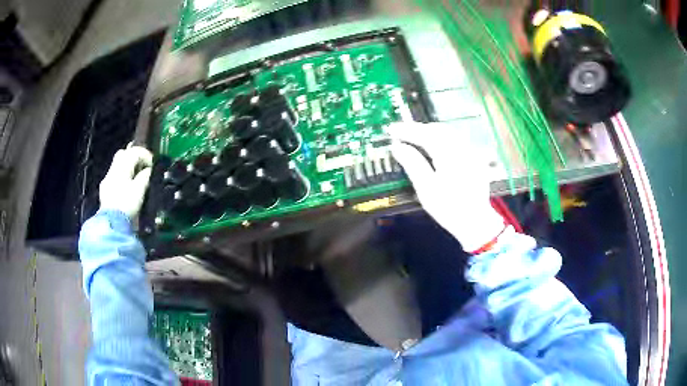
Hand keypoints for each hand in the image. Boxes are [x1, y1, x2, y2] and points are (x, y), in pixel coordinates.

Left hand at [99, 146, 152, 219]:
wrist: (112, 224)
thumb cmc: (127, 206)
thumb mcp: (140, 191)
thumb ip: (144, 177)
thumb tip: (149, 170)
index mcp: (122, 167)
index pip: (134, 152)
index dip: (146, 155)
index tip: (153, 164)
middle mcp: (113, 170)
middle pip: (124, 154)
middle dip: (134, 157)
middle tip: (143, 166)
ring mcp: (107, 180)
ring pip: (118, 165)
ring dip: (128, 167)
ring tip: (136, 177)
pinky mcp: (105, 190)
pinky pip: (114, 176)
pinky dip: (122, 177)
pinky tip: (127, 187)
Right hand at [388, 122, 504, 251]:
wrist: (475, 222)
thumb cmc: (449, 208)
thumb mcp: (426, 189)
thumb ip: (412, 164)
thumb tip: (397, 147)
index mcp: (449, 154)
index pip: (425, 134)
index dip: (407, 130)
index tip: (391, 129)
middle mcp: (461, 148)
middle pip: (437, 129)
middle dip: (418, 128)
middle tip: (401, 131)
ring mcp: (470, 152)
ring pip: (448, 132)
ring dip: (430, 131)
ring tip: (414, 135)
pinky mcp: (474, 158)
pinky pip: (456, 139)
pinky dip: (441, 137)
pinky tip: (434, 144)